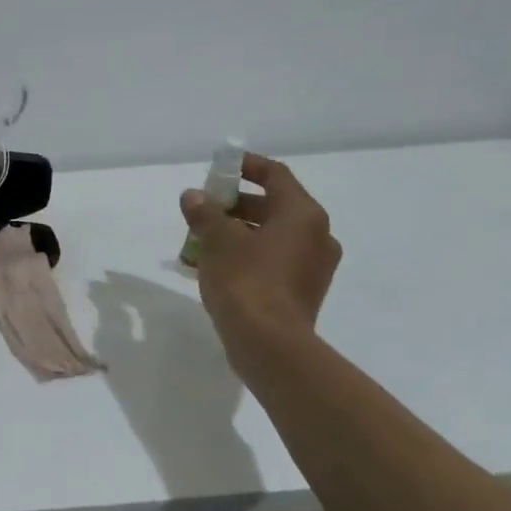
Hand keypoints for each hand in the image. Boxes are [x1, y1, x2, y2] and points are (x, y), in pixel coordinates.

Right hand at [180, 153, 340, 358]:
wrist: (269, 344)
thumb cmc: (246, 281)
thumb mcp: (217, 240)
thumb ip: (204, 213)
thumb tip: (193, 196)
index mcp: (303, 215)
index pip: (276, 175)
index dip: (246, 166)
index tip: (219, 166)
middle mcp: (317, 236)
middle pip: (273, 206)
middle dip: (234, 205)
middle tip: (202, 209)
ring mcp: (312, 267)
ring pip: (270, 236)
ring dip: (236, 233)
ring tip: (199, 241)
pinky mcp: (301, 292)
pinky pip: (271, 261)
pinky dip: (245, 256)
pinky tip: (212, 268)